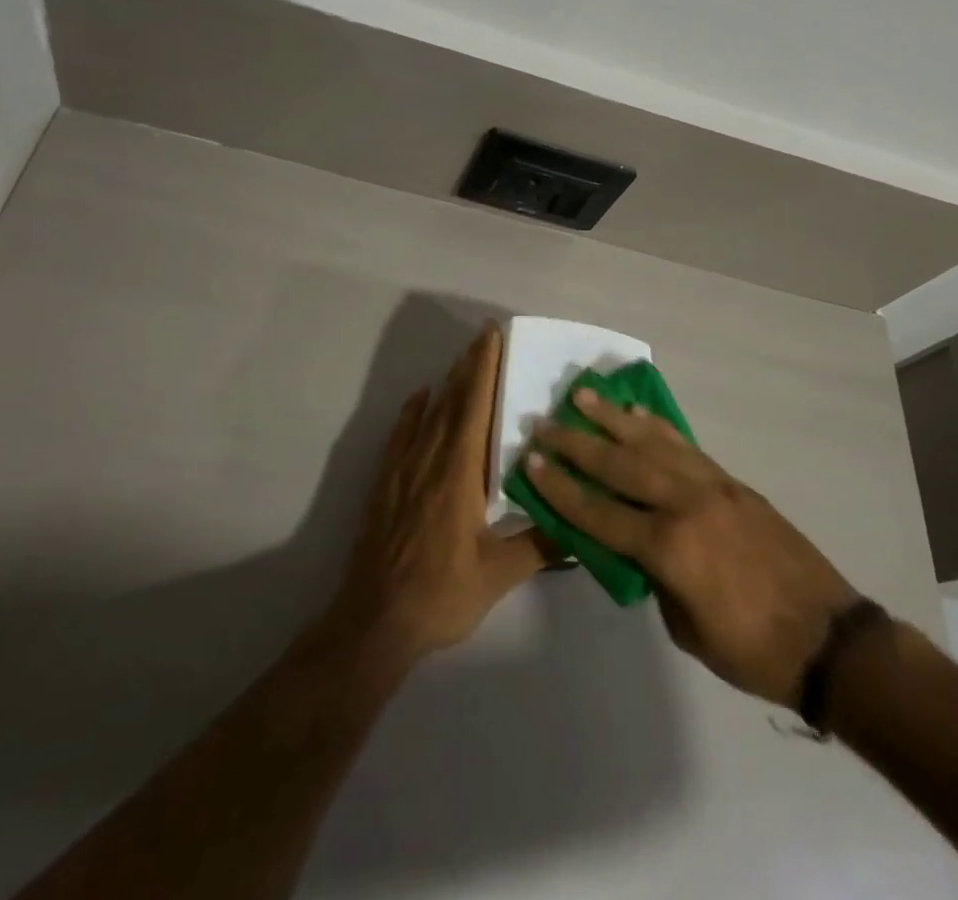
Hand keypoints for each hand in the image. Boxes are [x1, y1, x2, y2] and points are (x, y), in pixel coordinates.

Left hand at [324, 324, 546, 666]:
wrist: (375, 622)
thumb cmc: (441, 594)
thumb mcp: (499, 575)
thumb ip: (541, 545)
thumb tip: (582, 524)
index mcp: (459, 473)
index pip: (475, 406)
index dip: (484, 368)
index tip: (493, 336)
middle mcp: (430, 459)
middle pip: (453, 400)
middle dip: (470, 365)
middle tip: (485, 336)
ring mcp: (403, 469)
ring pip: (429, 413)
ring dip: (448, 382)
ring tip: (464, 358)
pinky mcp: (386, 483)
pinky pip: (401, 434)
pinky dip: (412, 411)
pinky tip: (421, 396)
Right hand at [524, 389, 857, 707]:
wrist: (828, 638)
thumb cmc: (752, 650)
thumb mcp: (686, 628)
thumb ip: (654, 577)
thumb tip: (637, 545)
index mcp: (669, 548)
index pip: (599, 512)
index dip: (561, 488)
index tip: (531, 461)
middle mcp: (685, 504)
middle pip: (620, 465)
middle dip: (577, 443)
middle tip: (545, 421)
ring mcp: (712, 486)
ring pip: (652, 443)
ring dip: (614, 418)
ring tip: (583, 395)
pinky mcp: (732, 482)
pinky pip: (686, 447)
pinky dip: (657, 428)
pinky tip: (638, 415)